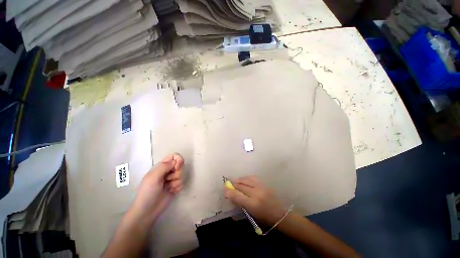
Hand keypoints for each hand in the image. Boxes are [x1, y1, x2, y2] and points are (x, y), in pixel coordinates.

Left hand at [130, 153, 183, 224]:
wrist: (148, 211)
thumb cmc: (148, 192)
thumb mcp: (153, 177)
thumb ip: (165, 166)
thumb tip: (177, 161)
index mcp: (161, 166)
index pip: (174, 156)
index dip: (178, 159)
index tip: (177, 167)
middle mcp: (168, 171)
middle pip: (180, 165)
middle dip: (177, 173)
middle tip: (168, 180)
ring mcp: (172, 179)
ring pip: (182, 175)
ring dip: (176, 182)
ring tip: (168, 188)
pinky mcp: (175, 187)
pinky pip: (182, 183)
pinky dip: (177, 188)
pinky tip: (171, 192)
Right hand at [225, 176, 285, 225]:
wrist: (280, 214)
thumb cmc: (264, 218)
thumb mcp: (250, 215)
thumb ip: (240, 204)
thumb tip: (230, 196)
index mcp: (252, 205)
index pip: (237, 195)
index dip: (229, 191)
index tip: (225, 190)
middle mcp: (256, 193)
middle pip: (240, 186)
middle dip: (234, 186)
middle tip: (230, 187)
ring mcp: (261, 187)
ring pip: (246, 179)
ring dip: (239, 181)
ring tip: (236, 182)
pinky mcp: (264, 183)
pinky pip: (252, 177)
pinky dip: (246, 178)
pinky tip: (244, 180)